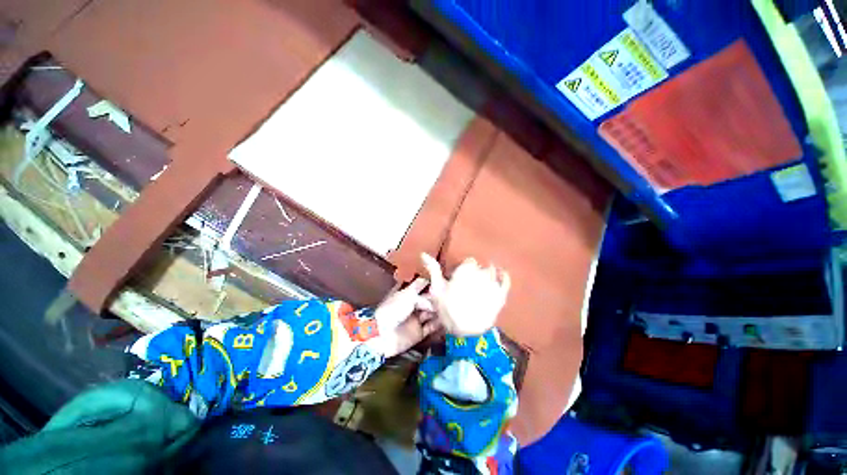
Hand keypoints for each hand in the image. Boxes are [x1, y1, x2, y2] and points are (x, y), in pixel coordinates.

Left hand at [373, 277, 441, 357]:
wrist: (382, 335)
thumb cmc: (392, 310)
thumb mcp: (408, 295)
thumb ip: (422, 293)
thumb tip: (432, 295)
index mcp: (405, 294)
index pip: (420, 286)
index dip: (430, 283)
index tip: (442, 280)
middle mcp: (411, 305)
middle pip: (427, 300)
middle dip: (437, 298)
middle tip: (448, 297)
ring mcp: (415, 319)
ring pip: (431, 313)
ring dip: (439, 311)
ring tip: (450, 307)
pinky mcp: (419, 333)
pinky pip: (431, 327)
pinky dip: (438, 324)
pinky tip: (447, 320)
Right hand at [421, 253, 509, 335]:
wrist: (467, 332)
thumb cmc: (449, 309)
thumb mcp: (437, 289)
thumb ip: (433, 269)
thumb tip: (423, 254)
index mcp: (466, 269)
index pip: (468, 262)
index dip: (463, 269)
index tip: (459, 277)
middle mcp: (481, 272)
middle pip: (480, 267)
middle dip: (474, 273)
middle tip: (468, 284)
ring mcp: (493, 283)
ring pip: (491, 272)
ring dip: (486, 275)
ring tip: (480, 285)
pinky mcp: (501, 293)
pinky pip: (505, 280)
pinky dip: (503, 276)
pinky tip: (500, 275)